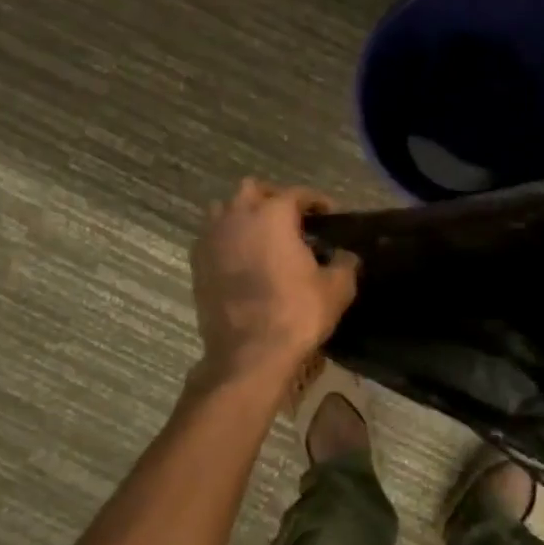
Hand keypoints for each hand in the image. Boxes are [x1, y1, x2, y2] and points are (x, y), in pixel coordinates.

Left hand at [189, 180, 359, 379]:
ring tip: (262, 236)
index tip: (329, 215)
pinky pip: (212, 237)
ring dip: (243, 215)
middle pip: (252, 190)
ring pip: (225, 210)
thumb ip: (345, 264)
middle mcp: (238, 216)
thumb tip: (346, 256)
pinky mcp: (197, 263)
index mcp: (273, 214)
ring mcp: (212, 238)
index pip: (297, 193)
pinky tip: (243, 260)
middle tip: (291, 219)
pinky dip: (227, 240)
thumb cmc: (296, 313)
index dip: (316, 201)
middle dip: (273, 198)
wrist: (249, 354)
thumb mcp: (336, 289)